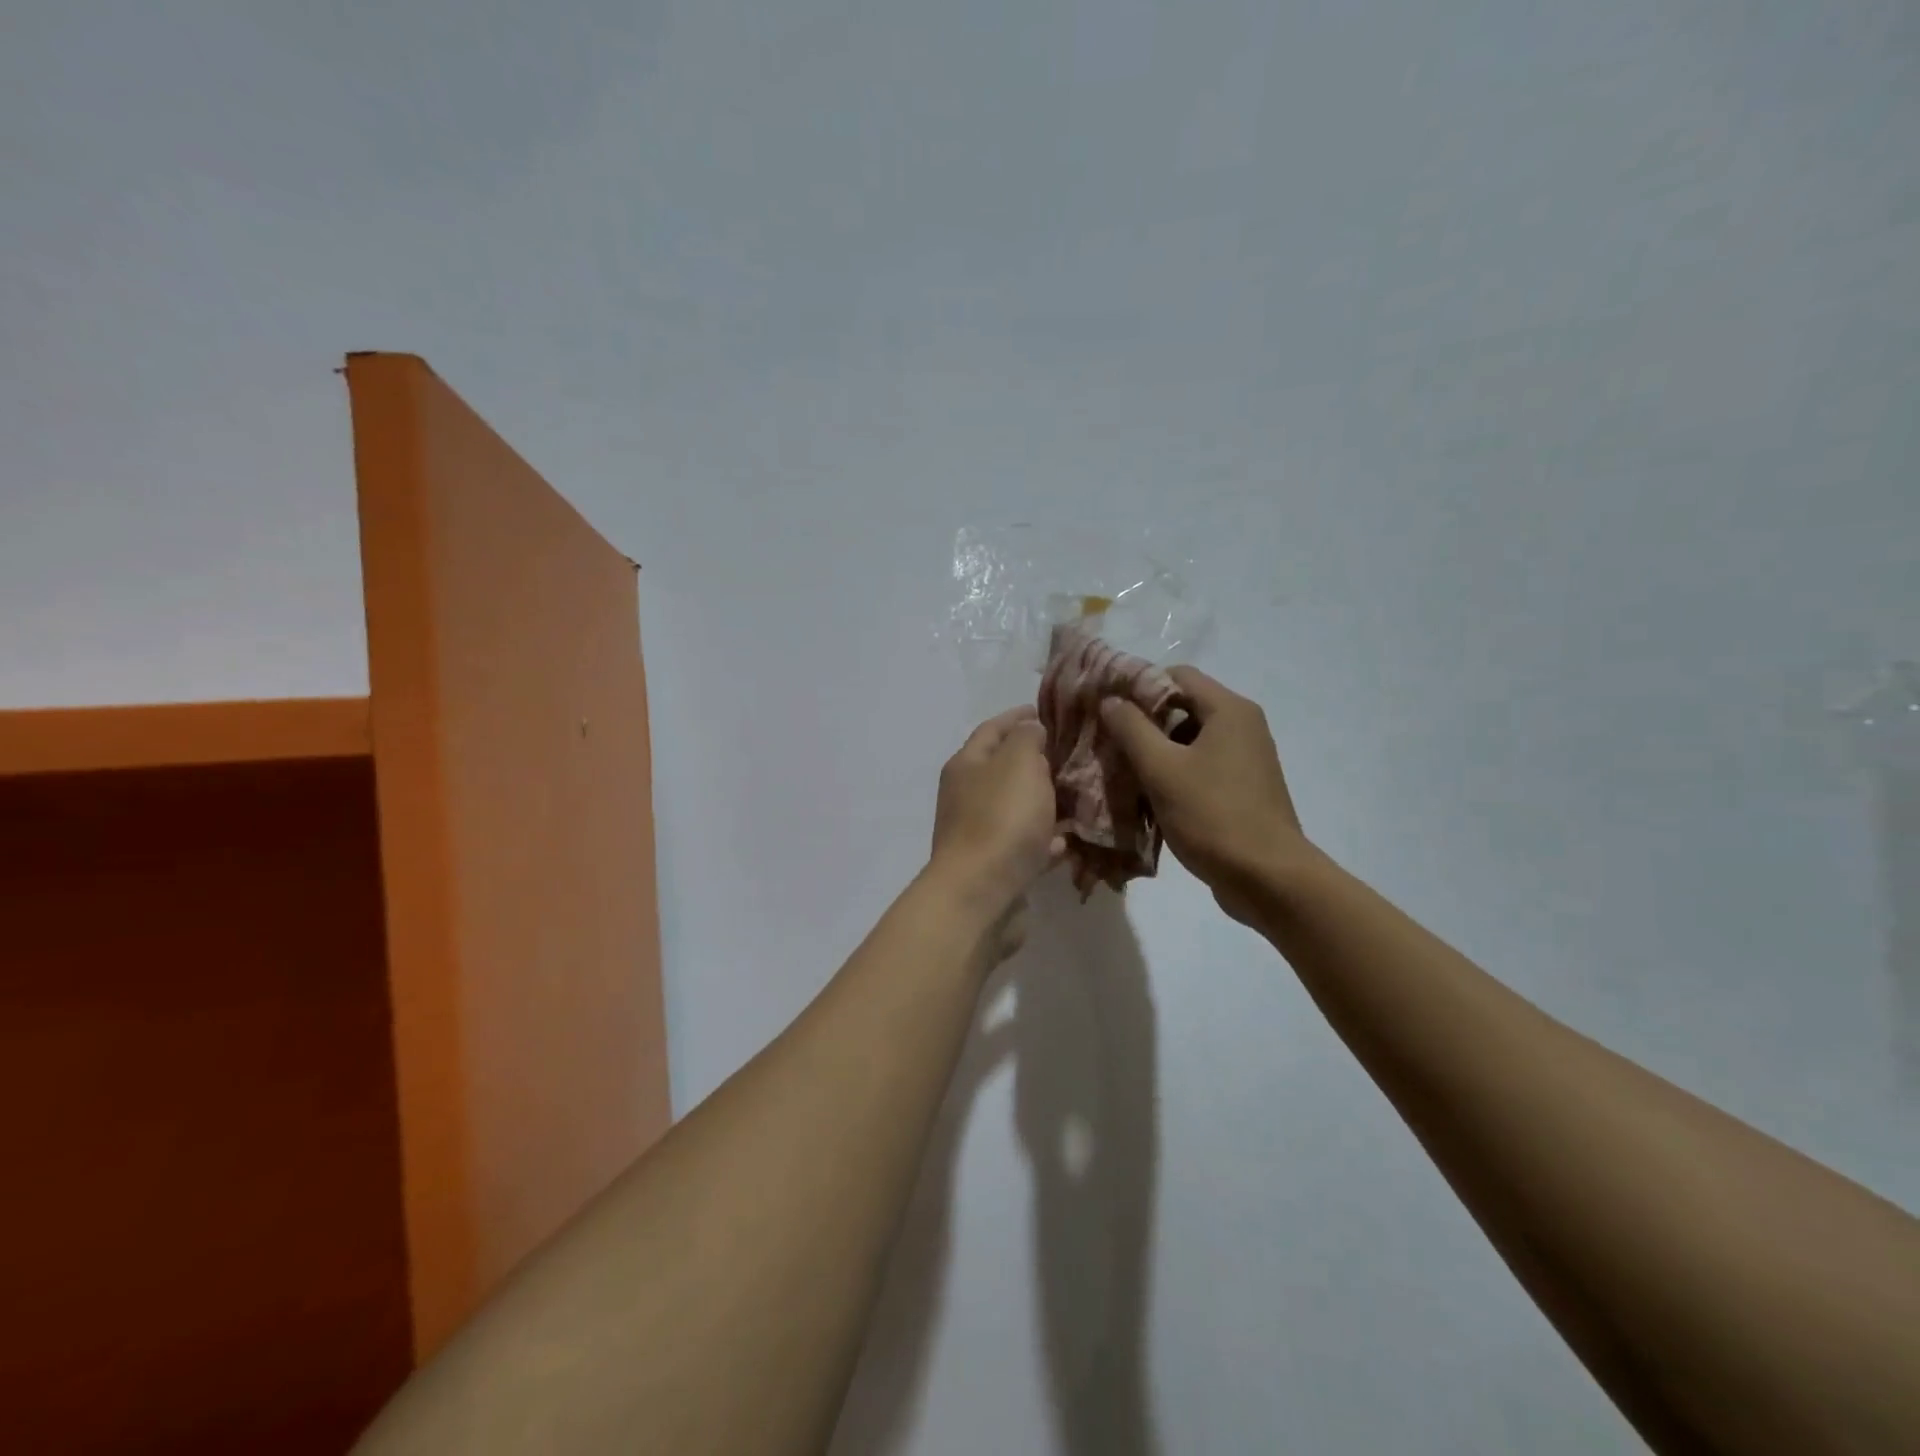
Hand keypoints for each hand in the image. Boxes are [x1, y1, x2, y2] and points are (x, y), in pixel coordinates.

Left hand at [929, 706, 1065, 950]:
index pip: (993, 728)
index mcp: (967, 764)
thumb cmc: (1000, 819)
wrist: (980, 895)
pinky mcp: (997, 866)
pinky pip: (1027, 844)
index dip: (1019, 716)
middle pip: (1005, 769)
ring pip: (1019, 808)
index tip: (1048, 710)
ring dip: (1045, 800)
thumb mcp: (1018, 762)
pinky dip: (1047, 838)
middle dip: (1038, 759)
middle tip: (1075, 753)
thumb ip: (1027, 739)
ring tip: (1082, 793)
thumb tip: (1030, 730)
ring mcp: (980, 833)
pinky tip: (1072, 838)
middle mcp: (968, 795)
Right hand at [1100, 668, 1307, 923]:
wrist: (1268, 879)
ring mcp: (1246, 759)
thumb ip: (1131, 729)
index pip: (1177, 675)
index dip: (1139, 686)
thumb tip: (1111, 699)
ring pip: (1189, 741)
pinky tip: (1148, 797)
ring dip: (1156, 752)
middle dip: (1144, 723)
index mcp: (1229, 710)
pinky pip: (1201, 767)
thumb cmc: (1212, 815)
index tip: (1107, 707)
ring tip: (1122, 772)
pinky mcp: (1243, 788)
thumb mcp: (1162, 769)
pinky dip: (1174, 774)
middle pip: (1183, 707)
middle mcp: (1243, 726)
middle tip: (1108, 741)